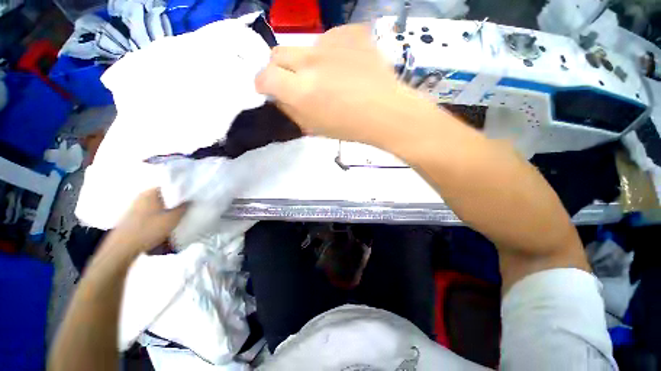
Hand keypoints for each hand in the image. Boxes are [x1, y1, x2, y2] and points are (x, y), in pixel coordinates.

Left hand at [110, 189, 185, 253]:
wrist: (123, 248)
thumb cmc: (149, 229)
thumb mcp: (172, 218)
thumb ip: (183, 207)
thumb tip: (190, 199)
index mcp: (151, 193)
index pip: (170, 186)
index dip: (181, 191)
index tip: (190, 198)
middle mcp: (142, 196)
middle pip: (163, 196)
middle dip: (174, 201)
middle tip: (185, 208)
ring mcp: (135, 206)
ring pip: (156, 205)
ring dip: (166, 209)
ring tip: (175, 217)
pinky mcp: (131, 217)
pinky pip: (149, 212)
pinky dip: (157, 215)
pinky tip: (162, 224)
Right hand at [255, 24, 433, 145]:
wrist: (387, 112)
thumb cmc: (351, 127)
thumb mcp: (316, 128)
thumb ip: (292, 111)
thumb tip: (278, 97)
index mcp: (302, 91)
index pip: (265, 76)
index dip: (263, 83)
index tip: (268, 89)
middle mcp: (311, 62)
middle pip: (278, 53)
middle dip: (279, 69)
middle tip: (295, 82)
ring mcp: (332, 43)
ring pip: (305, 47)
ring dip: (308, 62)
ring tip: (329, 77)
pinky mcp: (350, 33)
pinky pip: (330, 39)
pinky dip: (331, 53)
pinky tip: (345, 66)